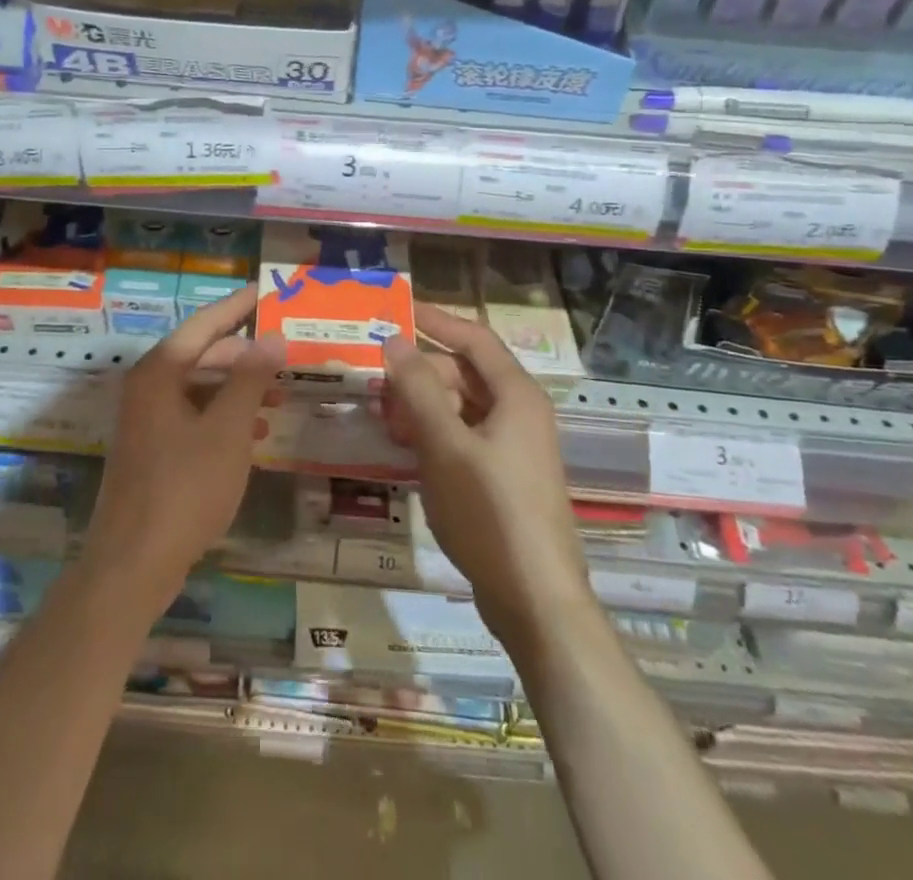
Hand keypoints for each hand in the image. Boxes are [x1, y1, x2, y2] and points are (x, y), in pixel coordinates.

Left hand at [83, 286, 282, 620]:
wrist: (132, 565)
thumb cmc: (184, 488)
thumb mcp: (227, 430)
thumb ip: (250, 380)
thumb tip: (272, 337)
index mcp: (159, 373)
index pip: (204, 324)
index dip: (237, 306)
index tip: (266, 290)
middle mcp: (147, 388)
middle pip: (201, 354)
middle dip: (244, 354)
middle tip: (284, 352)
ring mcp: (146, 420)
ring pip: (199, 388)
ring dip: (238, 388)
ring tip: (279, 397)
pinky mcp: (152, 450)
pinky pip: (193, 416)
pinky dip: (223, 417)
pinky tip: (254, 434)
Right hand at [381, 304, 588, 647]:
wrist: (535, 600)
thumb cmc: (490, 513)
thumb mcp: (445, 445)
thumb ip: (417, 389)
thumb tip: (394, 339)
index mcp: (516, 395)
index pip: (474, 338)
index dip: (436, 320)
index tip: (397, 311)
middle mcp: (520, 413)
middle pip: (464, 374)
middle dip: (420, 373)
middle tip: (377, 383)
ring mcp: (514, 448)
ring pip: (461, 407)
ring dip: (423, 406)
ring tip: (385, 419)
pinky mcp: (504, 478)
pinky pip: (464, 437)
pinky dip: (434, 435)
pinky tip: (406, 449)